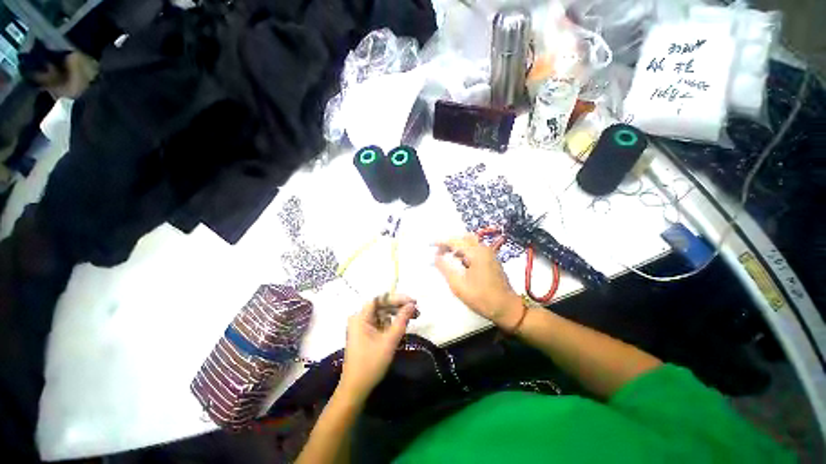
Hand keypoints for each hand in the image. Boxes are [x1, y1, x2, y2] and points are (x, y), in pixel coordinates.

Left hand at [339, 294, 417, 401]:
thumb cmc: (371, 364)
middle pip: (382, 306)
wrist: (355, 389)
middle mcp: (359, 318)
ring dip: (397, 315)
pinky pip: (380, 323)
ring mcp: (362, 327)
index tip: (412, 301)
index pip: (380, 299)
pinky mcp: (365, 334)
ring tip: (413, 317)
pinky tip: (402, 326)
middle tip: (416, 310)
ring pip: (382, 314)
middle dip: (399, 307)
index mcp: (360, 317)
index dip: (396, 298)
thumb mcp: (389, 341)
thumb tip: (412, 305)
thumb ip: (401, 320)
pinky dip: (392, 324)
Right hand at [435, 234, 522, 328]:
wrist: (507, 308)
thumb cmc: (482, 298)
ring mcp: (489, 254)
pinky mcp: (491, 260)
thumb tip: (435, 257)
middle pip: (463, 238)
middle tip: (439, 250)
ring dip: (457, 246)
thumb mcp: (458, 285)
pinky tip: (459, 261)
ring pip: (470, 243)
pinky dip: (465, 251)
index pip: (455, 241)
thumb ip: (445, 269)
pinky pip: (475, 249)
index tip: (430, 244)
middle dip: (450, 242)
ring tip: (446, 255)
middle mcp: (484, 249)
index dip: (441, 242)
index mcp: (476, 253)